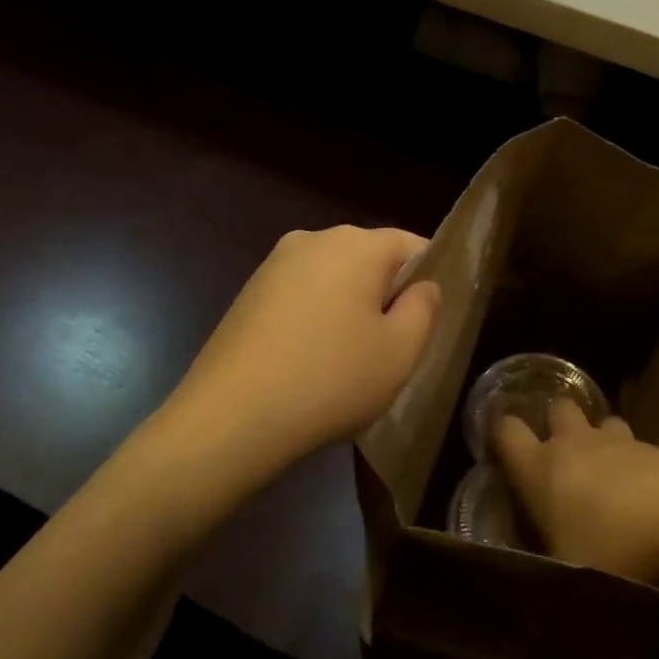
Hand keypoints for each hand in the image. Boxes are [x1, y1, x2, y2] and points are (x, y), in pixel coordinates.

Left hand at [161, 226, 440, 473]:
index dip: (430, 278)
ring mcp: (274, 264)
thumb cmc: (330, 381)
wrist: (229, 419)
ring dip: (350, 306)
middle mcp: (314, 239)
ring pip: (334, 277)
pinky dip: (317, 317)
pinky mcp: (249, 292)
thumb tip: (424, 286)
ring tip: (350, 358)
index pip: (412, 245)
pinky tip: (312, 360)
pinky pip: (302, 294)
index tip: (430, 320)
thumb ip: (425, 308)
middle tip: (393, 345)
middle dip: (387, 293)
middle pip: (370, 258)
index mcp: (357, 244)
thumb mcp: (400, 352)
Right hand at [493, 400, 658, 586]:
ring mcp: (616, 439)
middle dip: (557, 423)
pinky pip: (634, 444)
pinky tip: (642, 489)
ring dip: (600, 439)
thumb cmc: (612, 545)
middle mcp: (573, 442)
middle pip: (558, 408)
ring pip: (601, 421)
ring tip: (606, 469)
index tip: (500, 447)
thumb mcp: (569, 574)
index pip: (505, 431)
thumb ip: (546, 572)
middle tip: (561, 453)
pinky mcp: (653, 445)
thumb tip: (530, 592)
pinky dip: (633, 460)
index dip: (500, 435)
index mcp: (539, 468)